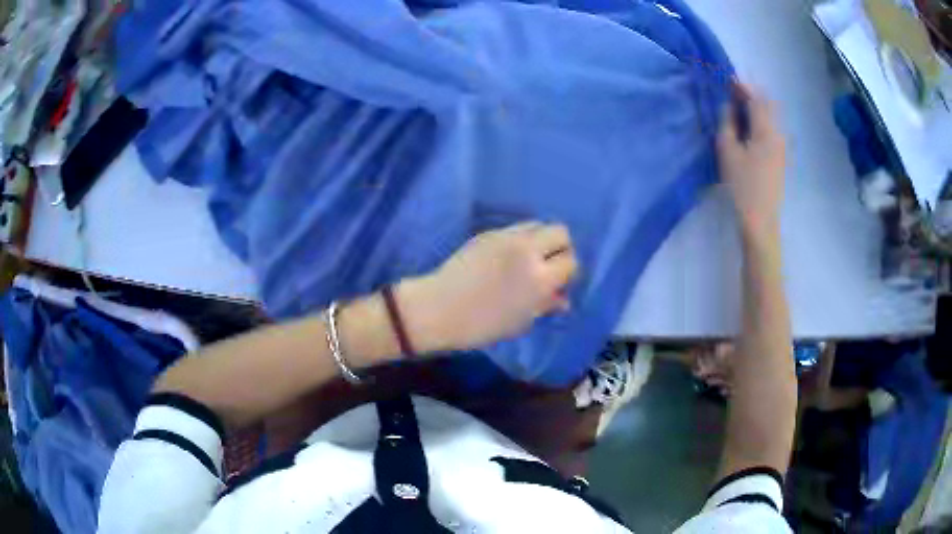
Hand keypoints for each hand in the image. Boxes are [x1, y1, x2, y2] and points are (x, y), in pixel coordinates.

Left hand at [399, 222, 578, 351]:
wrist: (439, 309)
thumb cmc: (481, 325)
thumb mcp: (520, 322)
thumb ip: (545, 305)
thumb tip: (563, 298)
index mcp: (540, 278)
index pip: (571, 262)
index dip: (567, 273)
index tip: (559, 283)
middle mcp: (528, 250)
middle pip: (560, 232)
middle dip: (560, 248)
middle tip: (549, 265)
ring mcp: (507, 237)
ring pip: (538, 224)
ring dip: (541, 239)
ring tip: (529, 258)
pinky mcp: (489, 233)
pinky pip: (516, 228)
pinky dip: (521, 238)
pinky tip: (509, 255)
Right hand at [717, 83, 785, 240]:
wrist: (761, 220)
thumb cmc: (742, 186)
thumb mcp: (727, 151)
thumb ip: (727, 123)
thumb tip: (729, 105)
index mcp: (766, 130)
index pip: (755, 97)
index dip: (741, 85)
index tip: (727, 77)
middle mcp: (778, 133)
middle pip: (767, 103)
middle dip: (751, 92)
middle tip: (733, 90)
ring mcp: (782, 145)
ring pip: (771, 115)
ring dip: (757, 105)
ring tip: (739, 105)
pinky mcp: (781, 156)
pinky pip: (772, 127)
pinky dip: (761, 118)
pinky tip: (749, 125)